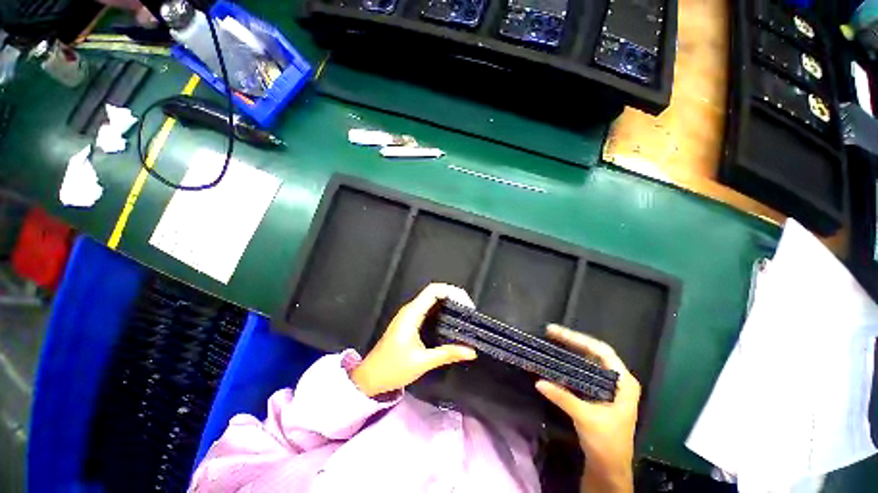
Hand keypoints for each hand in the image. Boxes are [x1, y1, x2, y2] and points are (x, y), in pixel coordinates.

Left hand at [350, 283, 477, 397]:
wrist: (371, 377)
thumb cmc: (394, 368)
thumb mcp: (423, 362)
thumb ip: (448, 354)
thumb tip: (472, 351)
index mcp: (411, 315)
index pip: (434, 291)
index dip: (454, 293)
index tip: (469, 308)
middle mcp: (409, 312)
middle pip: (435, 294)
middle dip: (455, 300)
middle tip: (471, 316)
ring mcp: (408, 319)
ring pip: (432, 304)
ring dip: (450, 309)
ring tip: (467, 322)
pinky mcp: (409, 327)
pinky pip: (429, 314)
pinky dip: (443, 317)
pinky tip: (453, 329)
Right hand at [535, 324, 640, 492]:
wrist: (609, 468)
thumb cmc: (605, 440)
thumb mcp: (585, 417)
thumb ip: (564, 398)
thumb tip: (540, 381)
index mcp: (624, 381)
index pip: (602, 352)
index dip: (578, 340)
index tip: (555, 332)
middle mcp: (620, 383)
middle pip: (596, 360)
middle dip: (574, 350)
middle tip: (550, 339)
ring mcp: (611, 395)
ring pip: (590, 373)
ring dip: (572, 366)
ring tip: (552, 354)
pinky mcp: (602, 406)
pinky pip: (587, 387)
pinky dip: (572, 382)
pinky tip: (558, 379)